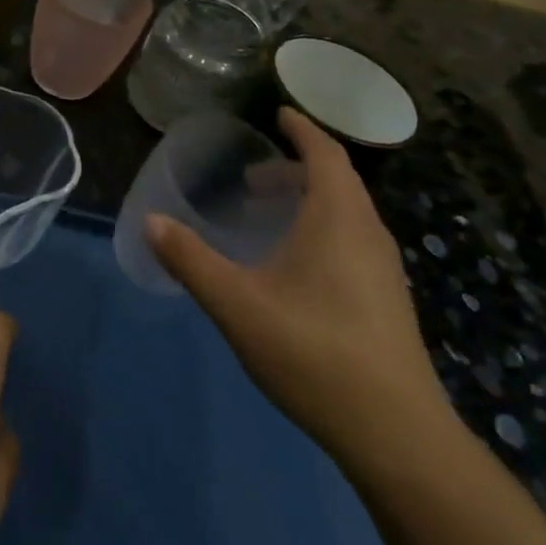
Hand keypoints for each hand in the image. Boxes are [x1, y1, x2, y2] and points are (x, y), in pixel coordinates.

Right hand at [147, 108, 451, 460]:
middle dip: (297, 168)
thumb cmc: (312, 351)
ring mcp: (384, 268)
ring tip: (269, 215)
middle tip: (254, 177)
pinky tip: (295, 265)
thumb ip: (191, 260)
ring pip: (347, 214)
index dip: (302, 129)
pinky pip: (353, 240)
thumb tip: (151, 221)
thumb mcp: (237, 304)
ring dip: (310, 200)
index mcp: (338, 219)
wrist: (394, 431)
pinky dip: (323, 228)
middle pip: (337, 182)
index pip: (325, 154)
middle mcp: (368, 233)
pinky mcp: (387, 299)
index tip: (279, 113)